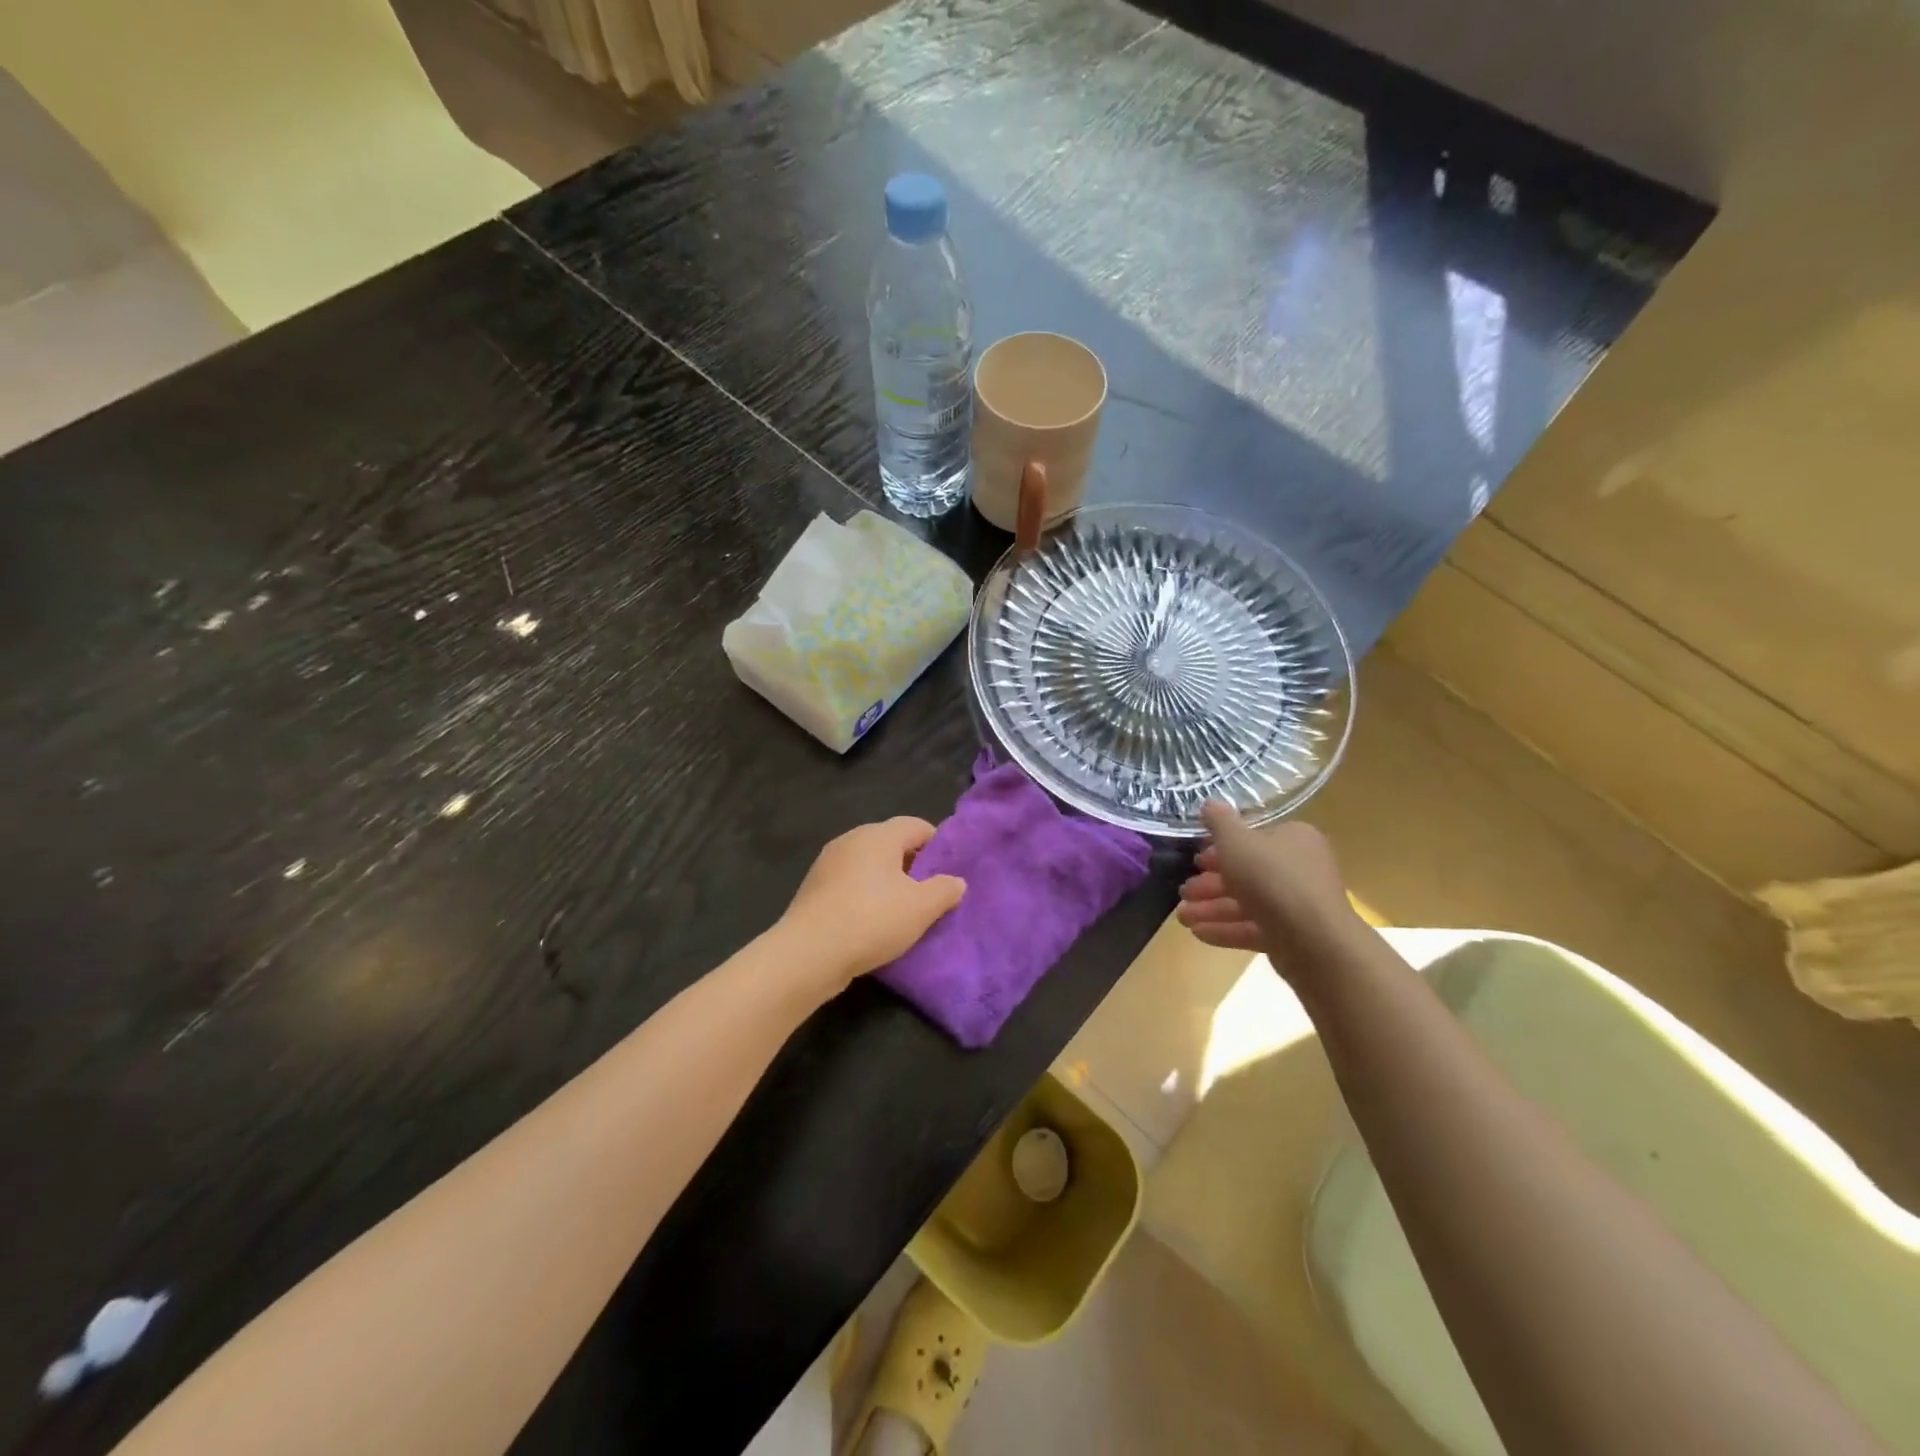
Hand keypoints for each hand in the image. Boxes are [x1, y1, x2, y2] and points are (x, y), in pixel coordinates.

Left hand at [780, 817, 965, 987]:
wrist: (808, 954)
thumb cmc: (871, 920)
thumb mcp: (921, 908)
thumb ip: (944, 890)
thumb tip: (956, 881)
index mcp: (878, 835)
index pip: (916, 825)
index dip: (937, 845)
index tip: (949, 872)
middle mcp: (851, 839)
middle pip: (891, 843)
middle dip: (913, 865)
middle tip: (929, 894)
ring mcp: (828, 863)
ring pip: (869, 865)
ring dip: (887, 883)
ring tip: (903, 912)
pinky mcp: (814, 888)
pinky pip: (850, 883)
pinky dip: (865, 896)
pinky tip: (872, 923)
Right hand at [1175, 802, 1357, 974]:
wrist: (1314, 940)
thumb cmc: (1271, 878)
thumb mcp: (1236, 841)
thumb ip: (1219, 822)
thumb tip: (1209, 803)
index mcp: (1293, 839)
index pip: (1253, 840)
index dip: (1220, 849)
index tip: (1196, 861)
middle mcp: (1300, 869)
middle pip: (1247, 873)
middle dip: (1210, 884)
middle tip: (1184, 892)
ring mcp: (1297, 905)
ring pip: (1247, 903)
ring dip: (1212, 908)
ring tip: (1182, 918)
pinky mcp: (1292, 937)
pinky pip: (1254, 927)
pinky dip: (1226, 929)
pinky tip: (1198, 933)